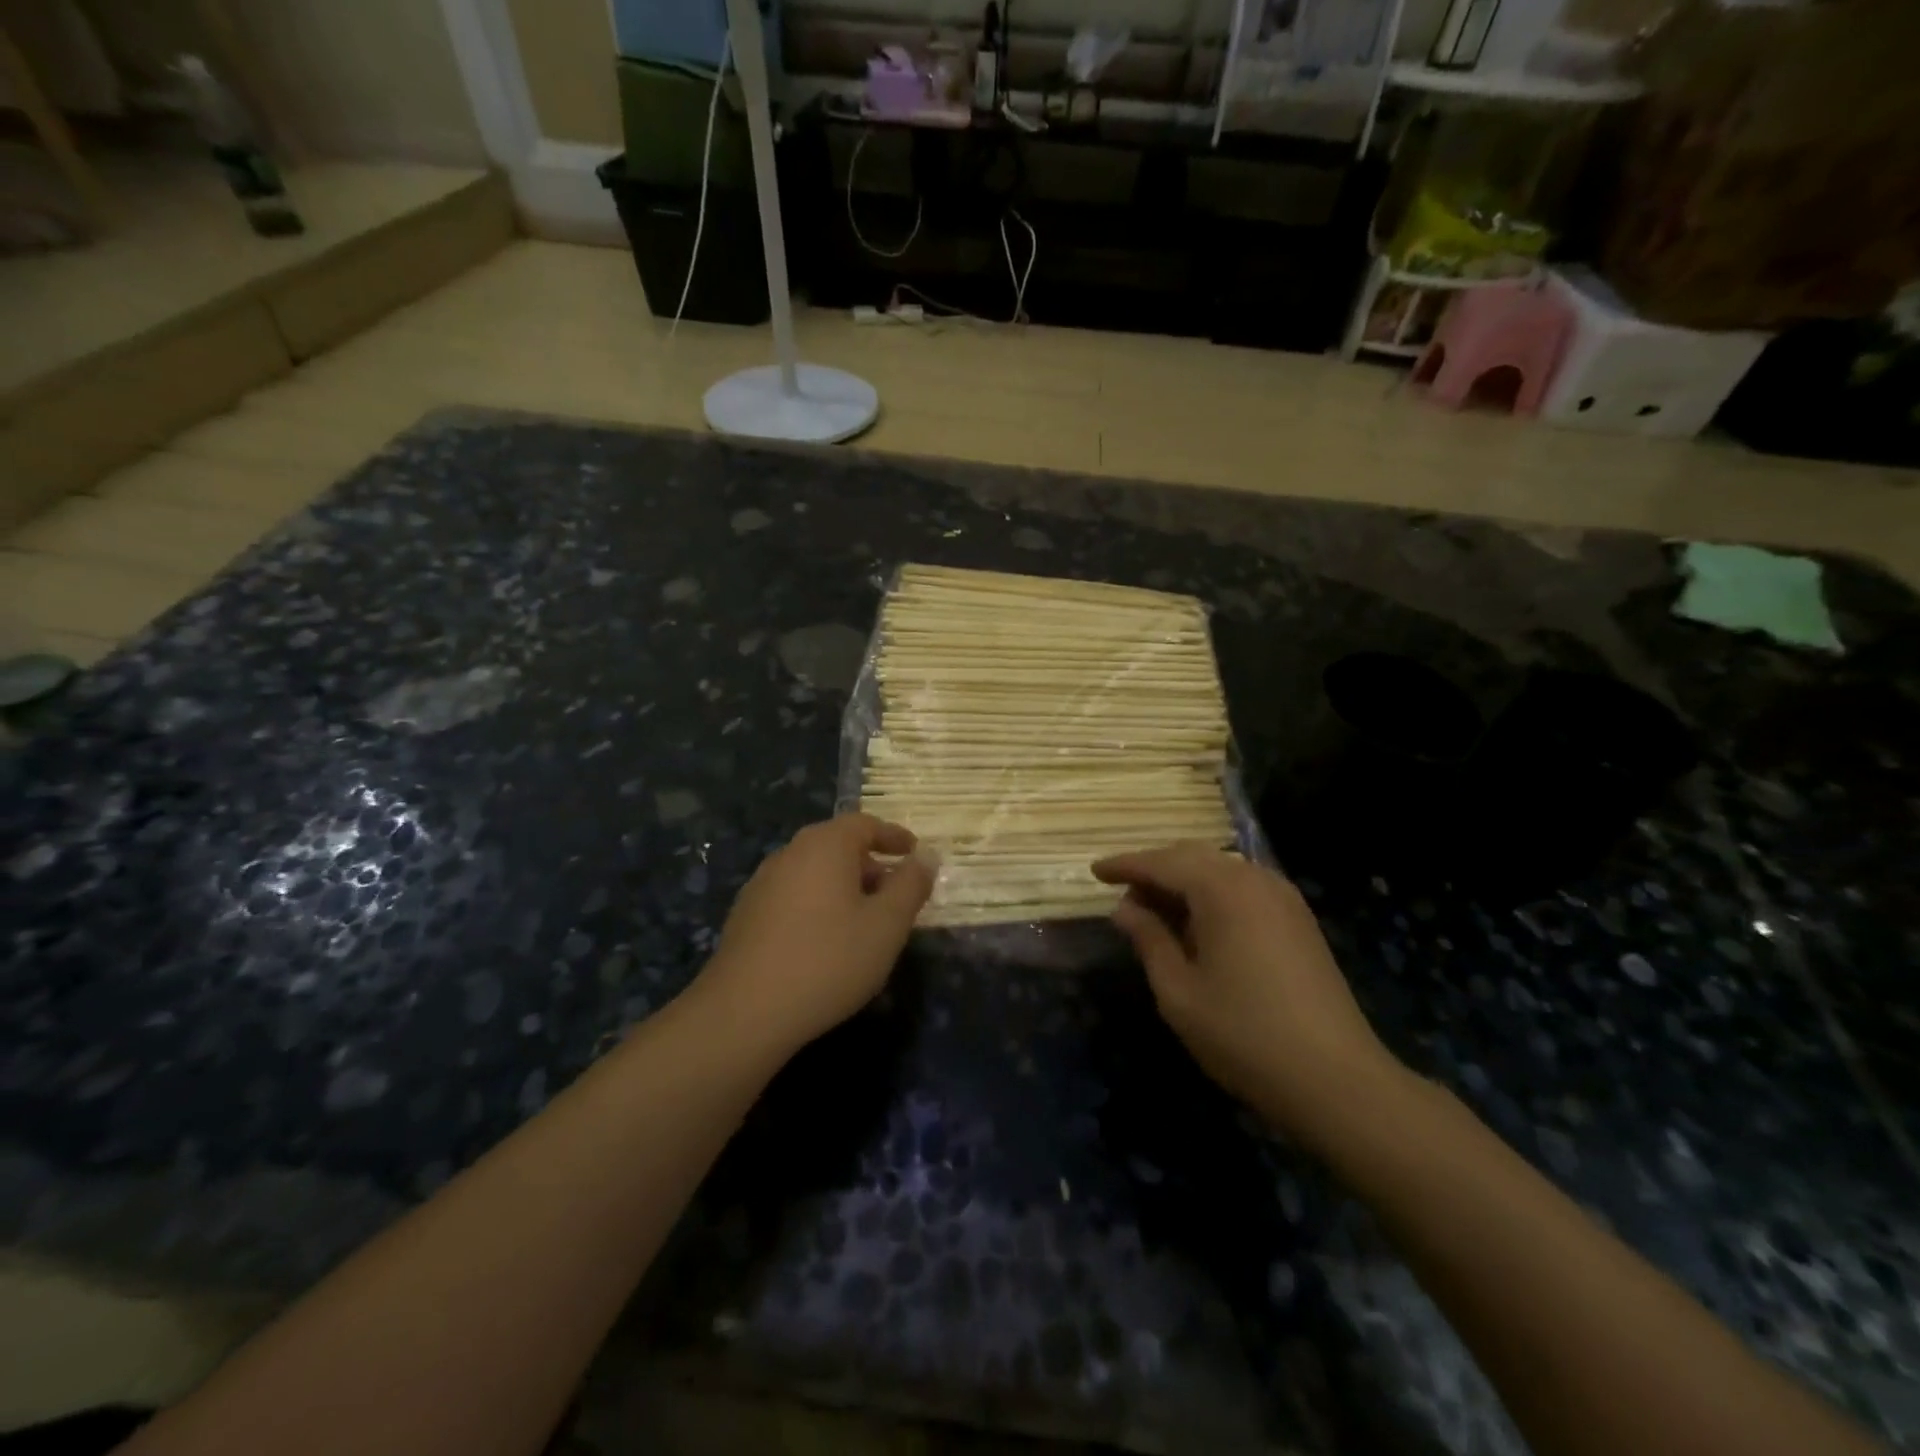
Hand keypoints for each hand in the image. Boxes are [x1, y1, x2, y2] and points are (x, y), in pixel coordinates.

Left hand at [696, 813, 934, 1056]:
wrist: (745, 1011)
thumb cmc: (829, 960)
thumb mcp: (887, 925)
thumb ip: (911, 885)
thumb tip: (927, 856)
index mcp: (825, 845)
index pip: (865, 824)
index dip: (893, 836)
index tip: (914, 853)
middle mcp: (790, 853)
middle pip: (837, 845)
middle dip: (871, 864)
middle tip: (896, 892)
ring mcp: (762, 883)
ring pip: (814, 871)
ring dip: (844, 886)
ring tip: (865, 920)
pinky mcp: (746, 914)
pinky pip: (794, 895)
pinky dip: (818, 904)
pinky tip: (826, 940)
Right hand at [1093, 843, 1404, 1151]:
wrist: (1337, 1079)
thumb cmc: (1244, 1034)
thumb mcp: (1179, 991)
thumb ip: (1149, 940)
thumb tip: (1125, 909)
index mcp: (1222, 889)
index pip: (1161, 862)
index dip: (1125, 865)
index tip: (1094, 871)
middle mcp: (1254, 879)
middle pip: (1192, 857)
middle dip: (1154, 870)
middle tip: (1124, 898)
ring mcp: (1283, 897)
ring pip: (1220, 870)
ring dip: (1184, 882)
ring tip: (1156, 914)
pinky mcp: (1299, 919)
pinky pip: (1243, 888)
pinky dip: (1212, 895)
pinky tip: (1199, 926)